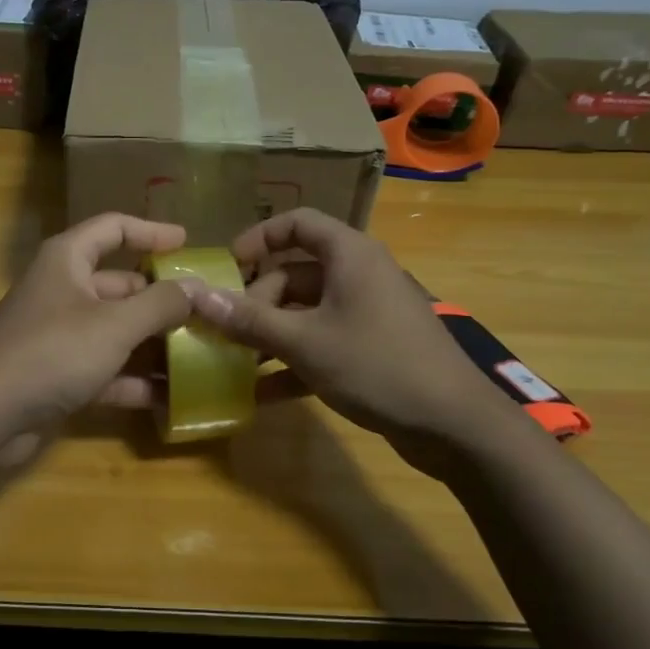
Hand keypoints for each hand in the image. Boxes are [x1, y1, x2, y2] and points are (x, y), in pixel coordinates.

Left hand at [0, 213, 198, 436]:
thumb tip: (198, 288)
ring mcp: (59, 335)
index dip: (151, 232)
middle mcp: (63, 291)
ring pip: (116, 331)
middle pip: (120, 285)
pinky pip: (105, 369)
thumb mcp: (115, 324)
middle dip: (162, 300)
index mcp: (67, 260)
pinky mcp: (58, 375)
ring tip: (201, 355)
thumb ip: (161, 304)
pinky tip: (171, 397)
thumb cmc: (52, 352)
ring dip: (153, 344)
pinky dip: (134, 380)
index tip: (188, 243)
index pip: (113, 229)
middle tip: (207, 312)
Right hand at [186, 208, 506, 442]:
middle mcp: (359, 275)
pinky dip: (294, 361)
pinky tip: (260, 394)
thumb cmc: (376, 365)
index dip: (259, 238)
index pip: (298, 223)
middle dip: (257, 300)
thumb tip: (196, 296)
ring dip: (270, 334)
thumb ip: (249, 319)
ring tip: (233, 361)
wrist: (454, 425)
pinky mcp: (372, 349)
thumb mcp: (304, 342)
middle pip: (295, 273)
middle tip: (227, 330)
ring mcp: (367, 314)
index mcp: (349, 255)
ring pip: (306, 312)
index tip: (226, 266)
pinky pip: (323, 343)